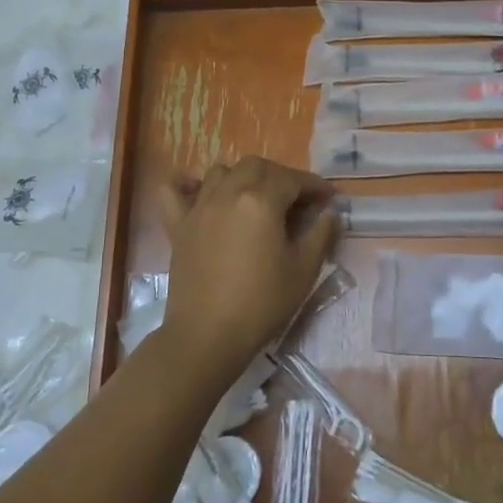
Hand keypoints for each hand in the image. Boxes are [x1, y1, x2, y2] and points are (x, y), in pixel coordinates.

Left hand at [160, 157, 339, 387]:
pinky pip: (174, 190)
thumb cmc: (261, 303)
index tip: (328, 198)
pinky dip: (186, 184)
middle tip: (295, 200)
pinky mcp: (178, 225)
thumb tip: (328, 213)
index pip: (293, 179)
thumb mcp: (303, 271)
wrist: (208, 335)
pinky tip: (200, 193)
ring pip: (221, 171)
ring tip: (255, 198)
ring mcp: (199, 207)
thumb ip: (320, 235)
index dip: (314, 185)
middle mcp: (228, 193)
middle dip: (280, 176)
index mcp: (261, 201)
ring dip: (242, 177)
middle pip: (257, 166)